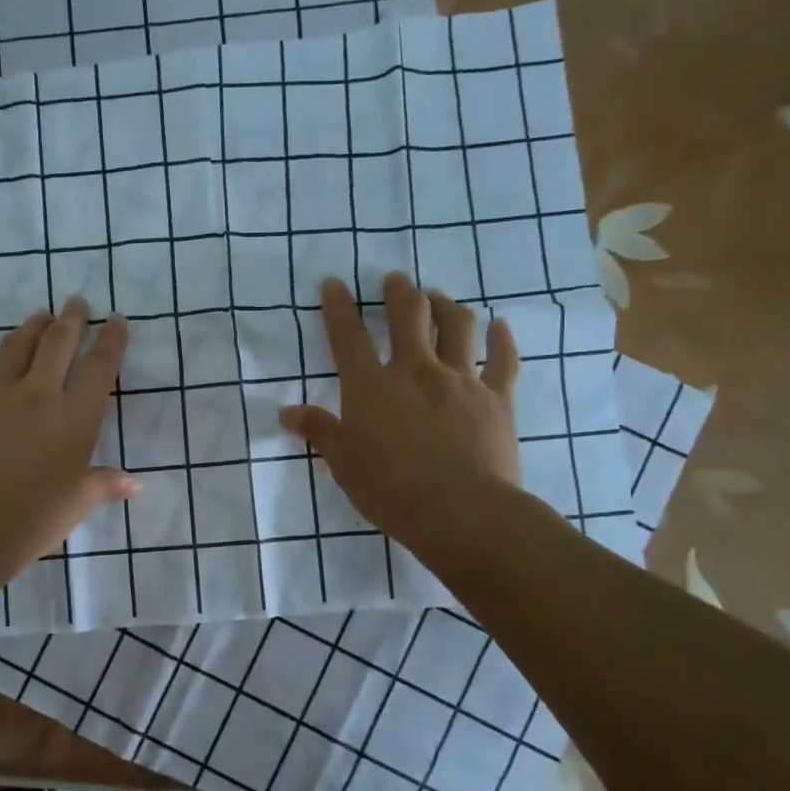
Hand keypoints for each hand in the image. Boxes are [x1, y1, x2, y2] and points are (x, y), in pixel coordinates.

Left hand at [0, 295, 133, 583]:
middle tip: (77, 301)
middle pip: (58, 343)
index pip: (100, 367)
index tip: (116, 321)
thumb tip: (135, 483)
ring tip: (40, 316)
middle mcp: (38, 395)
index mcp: (75, 418)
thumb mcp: (77, 503)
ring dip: (30, 327)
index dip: (111, 340)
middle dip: (72, 318)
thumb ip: (105, 484)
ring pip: (15, 348)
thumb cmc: (34, 521)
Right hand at [279, 272, 521, 563]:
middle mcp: (415, 371)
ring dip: (446, 305)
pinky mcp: (496, 398)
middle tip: (395, 279)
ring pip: (457, 327)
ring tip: (438, 296)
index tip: (334, 283)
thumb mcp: (343, 463)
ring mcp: (460, 380)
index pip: (348, 337)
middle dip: (399, 292)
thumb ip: (318, 431)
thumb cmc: (390, 490)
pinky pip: (503, 360)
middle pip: (408, 316)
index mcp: (371, 386)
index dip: (338, 307)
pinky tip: (501, 326)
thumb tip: (286, 412)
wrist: (460, 511)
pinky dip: (502, 339)